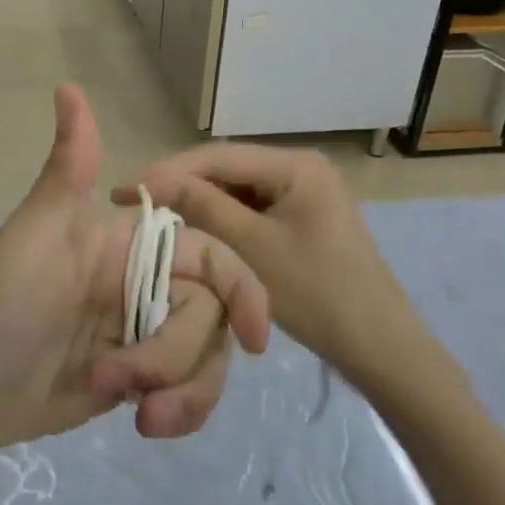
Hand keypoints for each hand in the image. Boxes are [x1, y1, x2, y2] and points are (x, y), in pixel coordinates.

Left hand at [0, 85, 269, 459]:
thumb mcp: (35, 232)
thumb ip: (69, 167)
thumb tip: (68, 85)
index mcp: (124, 243)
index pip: (209, 256)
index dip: (243, 290)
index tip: (256, 340)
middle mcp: (138, 283)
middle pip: (210, 316)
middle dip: (178, 356)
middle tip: (120, 379)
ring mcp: (136, 334)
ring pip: (203, 357)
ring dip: (185, 391)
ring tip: (138, 414)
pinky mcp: (130, 380)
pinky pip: (182, 392)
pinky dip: (178, 410)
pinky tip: (142, 423)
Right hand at [115, 145, 435, 379]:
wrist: (380, 347)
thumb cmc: (318, 294)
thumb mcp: (252, 249)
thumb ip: (203, 207)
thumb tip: (154, 181)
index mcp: (296, 165)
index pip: (218, 156)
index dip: (167, 171)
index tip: (124, 188)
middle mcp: (300, 168)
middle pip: (226, 168)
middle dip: (180, 184)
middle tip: (132, 201)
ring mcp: (303, 193)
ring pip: (236, 189)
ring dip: (197, 201)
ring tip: (154, 214)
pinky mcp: (301, 218)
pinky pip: (251, 209)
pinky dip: (220, 219)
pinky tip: (193, 229)